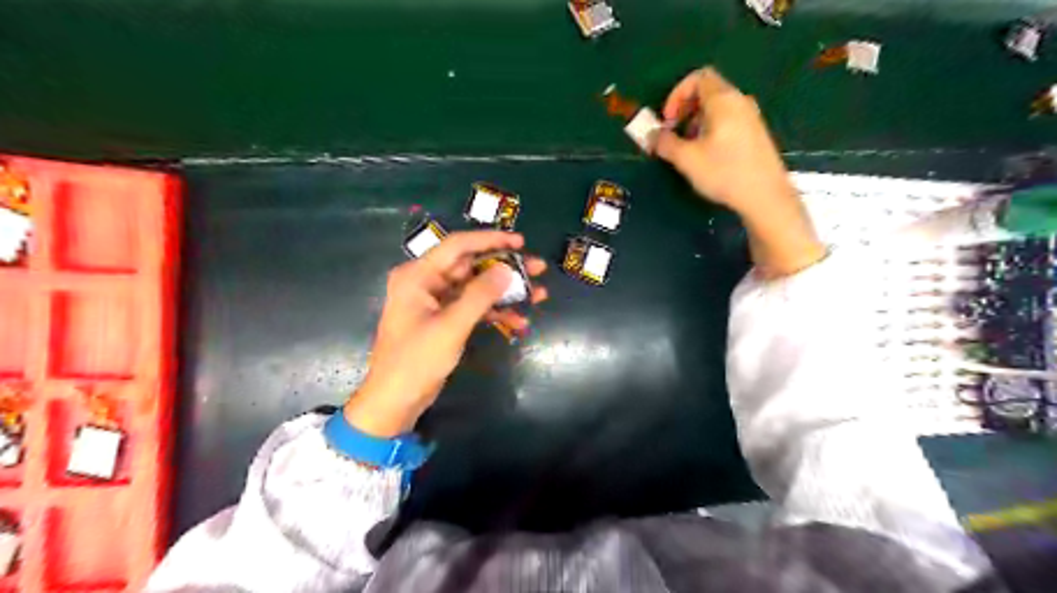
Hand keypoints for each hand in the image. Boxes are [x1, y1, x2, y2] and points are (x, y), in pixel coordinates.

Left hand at [347, 233, 549, 438]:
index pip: (458, 246)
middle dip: (505, 269)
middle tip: (537, 268)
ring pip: (477, 288)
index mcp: (418, 275)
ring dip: (506, 292)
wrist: (395, 400)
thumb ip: (480, 295)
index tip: (520, 242)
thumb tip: (507, 269)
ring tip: (539, 294)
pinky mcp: (445, 319)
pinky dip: (495, 312)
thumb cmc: (416, 360)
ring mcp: (436, 301)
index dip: (490, 240)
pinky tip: (519, 321)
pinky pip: (474, 307)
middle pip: (472, 266)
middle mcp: (427, 282)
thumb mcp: (451, 326)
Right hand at [658, 64, 830, 277]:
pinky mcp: (755, 134)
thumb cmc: (724, 173)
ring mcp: (750, 117)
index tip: (668, 120)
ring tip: (688, 148)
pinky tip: (707, 155)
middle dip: (684, 110)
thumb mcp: (686, 159)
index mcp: (723, 100)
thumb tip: (650, 135)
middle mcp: (739, 102)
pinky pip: (727, 120)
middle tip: (673, 134)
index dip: (677, 94)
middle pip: (707, 91)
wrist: (765, 196)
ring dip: (696, 122)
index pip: (698, 77)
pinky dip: (710, 129)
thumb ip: (665, 143)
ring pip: (717, 108)